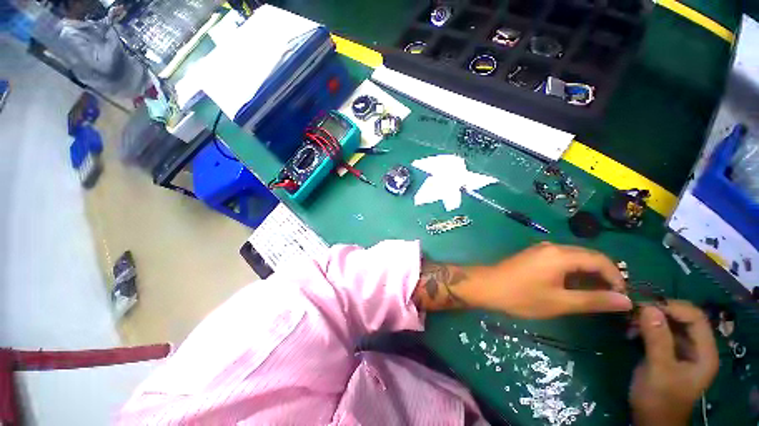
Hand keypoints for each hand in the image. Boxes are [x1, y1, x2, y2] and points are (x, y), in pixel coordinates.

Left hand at [469, 242, 631, 317]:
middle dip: (604, 276)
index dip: (616, 278)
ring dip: (589, 275)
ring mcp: (541, 250)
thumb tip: (625, 300)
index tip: (622, 298)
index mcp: (560, 254)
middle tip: (612, 299)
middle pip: (588, 256)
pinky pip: (562, 260)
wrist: (486, 286)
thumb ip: (593, 300)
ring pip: (575, 258)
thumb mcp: (559, 302)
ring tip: (596, 296)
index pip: (600, 260)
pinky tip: (574, 288)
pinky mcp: (534, 255)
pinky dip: (573, 272)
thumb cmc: (521, 296)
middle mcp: (552, 247)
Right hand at [630, 302, 718, 425]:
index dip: (673, 307)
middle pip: (683, 318)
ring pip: (669, 324)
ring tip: (629, 322)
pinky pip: (659, 332)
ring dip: (649, 319)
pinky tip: (630, 331)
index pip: (695, 318)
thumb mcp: (658, 370)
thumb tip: (648, 308)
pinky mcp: (668, 353)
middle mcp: (697, 348)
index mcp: (704, 352)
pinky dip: (645, 327)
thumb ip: (657, 340)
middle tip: (633, 311)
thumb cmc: (660, 399)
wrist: (651, 421)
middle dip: (658, 311)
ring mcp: (682, 351)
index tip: (645, 305)